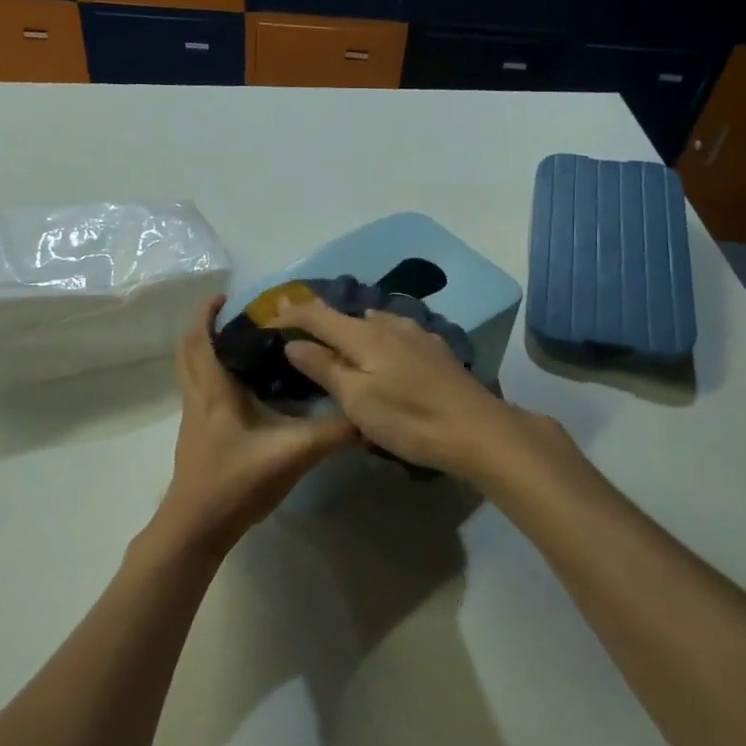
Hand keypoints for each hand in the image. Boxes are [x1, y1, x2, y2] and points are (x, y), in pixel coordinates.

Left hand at [153, 296, 356, 558]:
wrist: (197, 527)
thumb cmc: (237, 481)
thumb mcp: (293, 454)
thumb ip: (332, 434)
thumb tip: (367, 416)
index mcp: (213, 391)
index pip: (200, 340)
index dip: (206, 314)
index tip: (225, 296)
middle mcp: (197, 398)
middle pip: (189, 351)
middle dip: (206, 328)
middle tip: (236, 317)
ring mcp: (193, 418)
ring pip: (192, 372)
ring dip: (209, 352)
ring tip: (244, 345)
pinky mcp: (197, 436)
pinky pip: (200, 391)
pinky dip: (214, 376)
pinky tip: (245, 389)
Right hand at [271, 297, 541, 479]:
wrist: (477, 430)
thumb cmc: (408, 419)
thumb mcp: (356, 400)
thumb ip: (324, 368)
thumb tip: (293, 343)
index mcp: (364, 335)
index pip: (317, 314)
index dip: (291, 314)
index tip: (268, 318)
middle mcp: (389, 324)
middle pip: (346, 315)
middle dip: (320, 320)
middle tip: (299, 333)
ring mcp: (416, 334)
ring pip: (373, 323)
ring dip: (351, 329)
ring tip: (338, 345)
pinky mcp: (435, 350)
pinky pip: (395, 334)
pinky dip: (376, 340)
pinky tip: (382, 356)